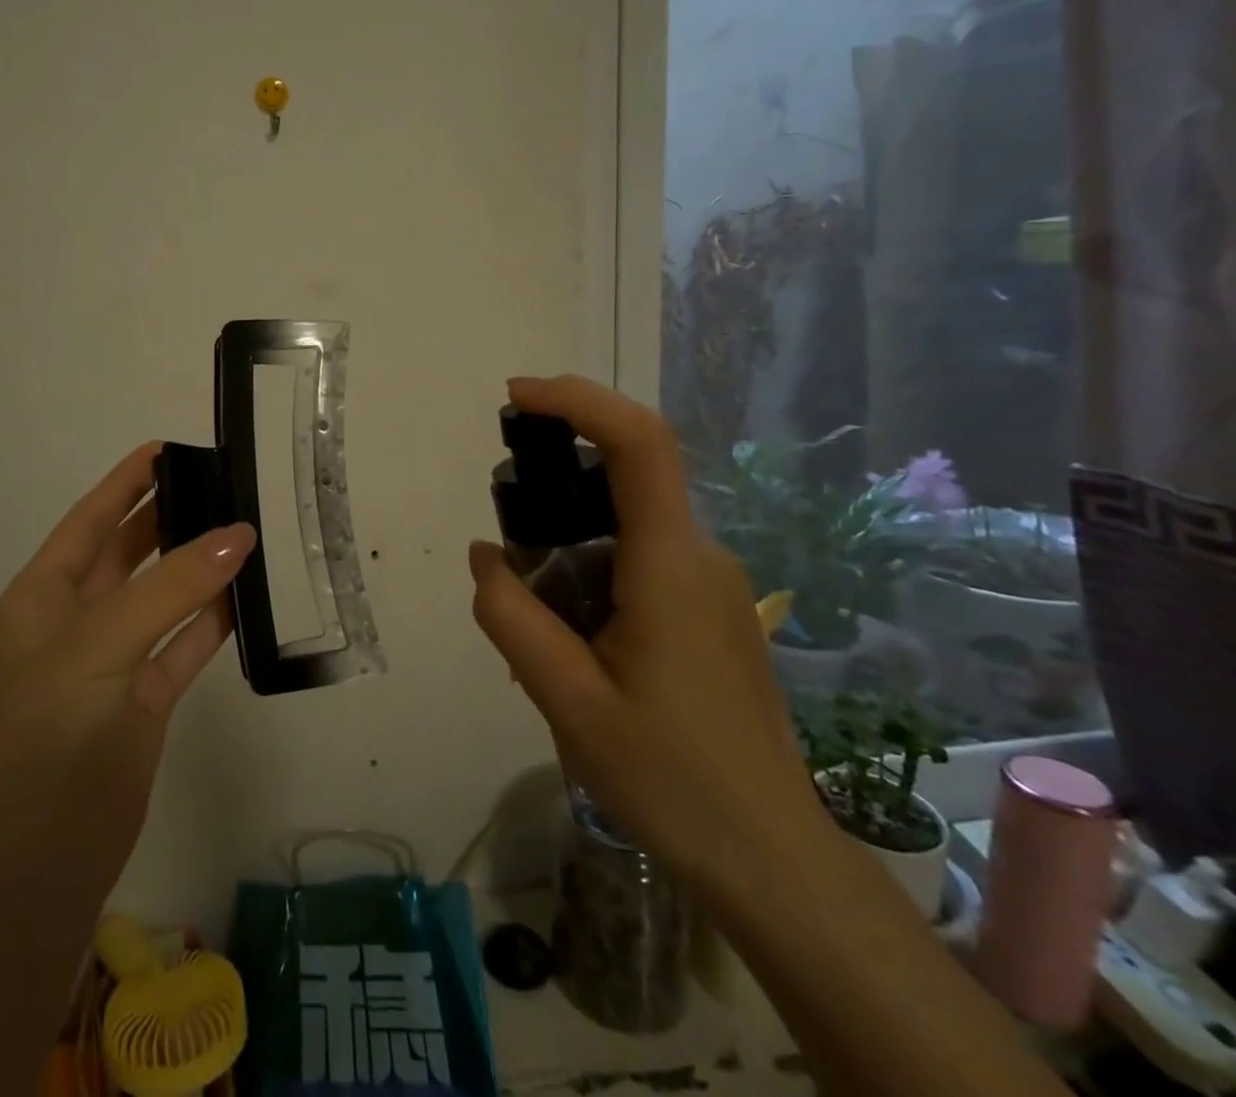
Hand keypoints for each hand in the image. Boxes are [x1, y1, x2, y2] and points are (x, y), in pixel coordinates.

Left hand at [0, 442, 255, 899]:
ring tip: (250, 529)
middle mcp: (79, 618)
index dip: (128, 480)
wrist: (36, 864)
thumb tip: (238, 534)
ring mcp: (115, 659)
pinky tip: (250, 594)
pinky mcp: (146, 698)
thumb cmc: (50, 733)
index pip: (92, 517)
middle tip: (228, 484)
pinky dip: (215, 619)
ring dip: (200, 566)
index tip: (173, 446)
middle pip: (131, 550)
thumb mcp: (101, 644)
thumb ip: (172, 587)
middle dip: (172, 516)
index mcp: (46, 593)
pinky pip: (186, 643)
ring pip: (165, 595)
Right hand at [468, 376, 823, 896]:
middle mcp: (700, 557)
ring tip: (538, 635)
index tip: (517, 396)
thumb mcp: (566, 699)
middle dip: (553, 496)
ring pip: (624, 531)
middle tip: (509, 563)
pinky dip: (590, 581)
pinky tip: (573, 650)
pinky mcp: (712, 613)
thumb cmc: (669, 778)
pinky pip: (639, 566)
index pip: (639, 444)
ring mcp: (712, 586)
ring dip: (567, 554)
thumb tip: (485, 557)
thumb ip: (510, 616)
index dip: (579, 400)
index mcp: (670, 564)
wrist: (771, 861)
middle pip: (623, 483)